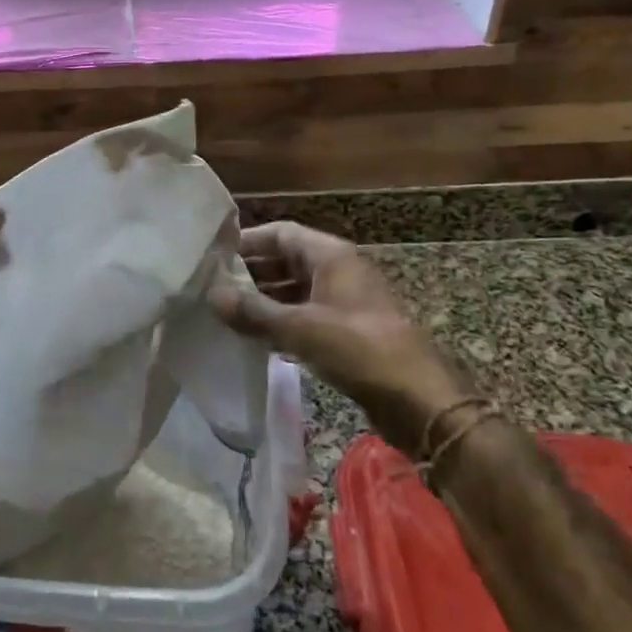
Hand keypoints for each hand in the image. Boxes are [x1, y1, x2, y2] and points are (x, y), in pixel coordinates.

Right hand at [210, 221, 476, 452]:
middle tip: (212, 287)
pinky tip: (256, 338)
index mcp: (331, 255)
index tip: (212, 256)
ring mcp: (345, 301)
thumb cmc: (359, 349)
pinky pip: (307, 315)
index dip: (247, 242)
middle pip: (286, 259)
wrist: (419, 398)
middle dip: (251, 272)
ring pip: (296, 289)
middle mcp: (338, 270)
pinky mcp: (348, 331)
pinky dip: (282, 321)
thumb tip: (213, 295)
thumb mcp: (301, 328)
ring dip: (265, 299)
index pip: (280, 233)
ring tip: (226, 313)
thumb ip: (254, 312)